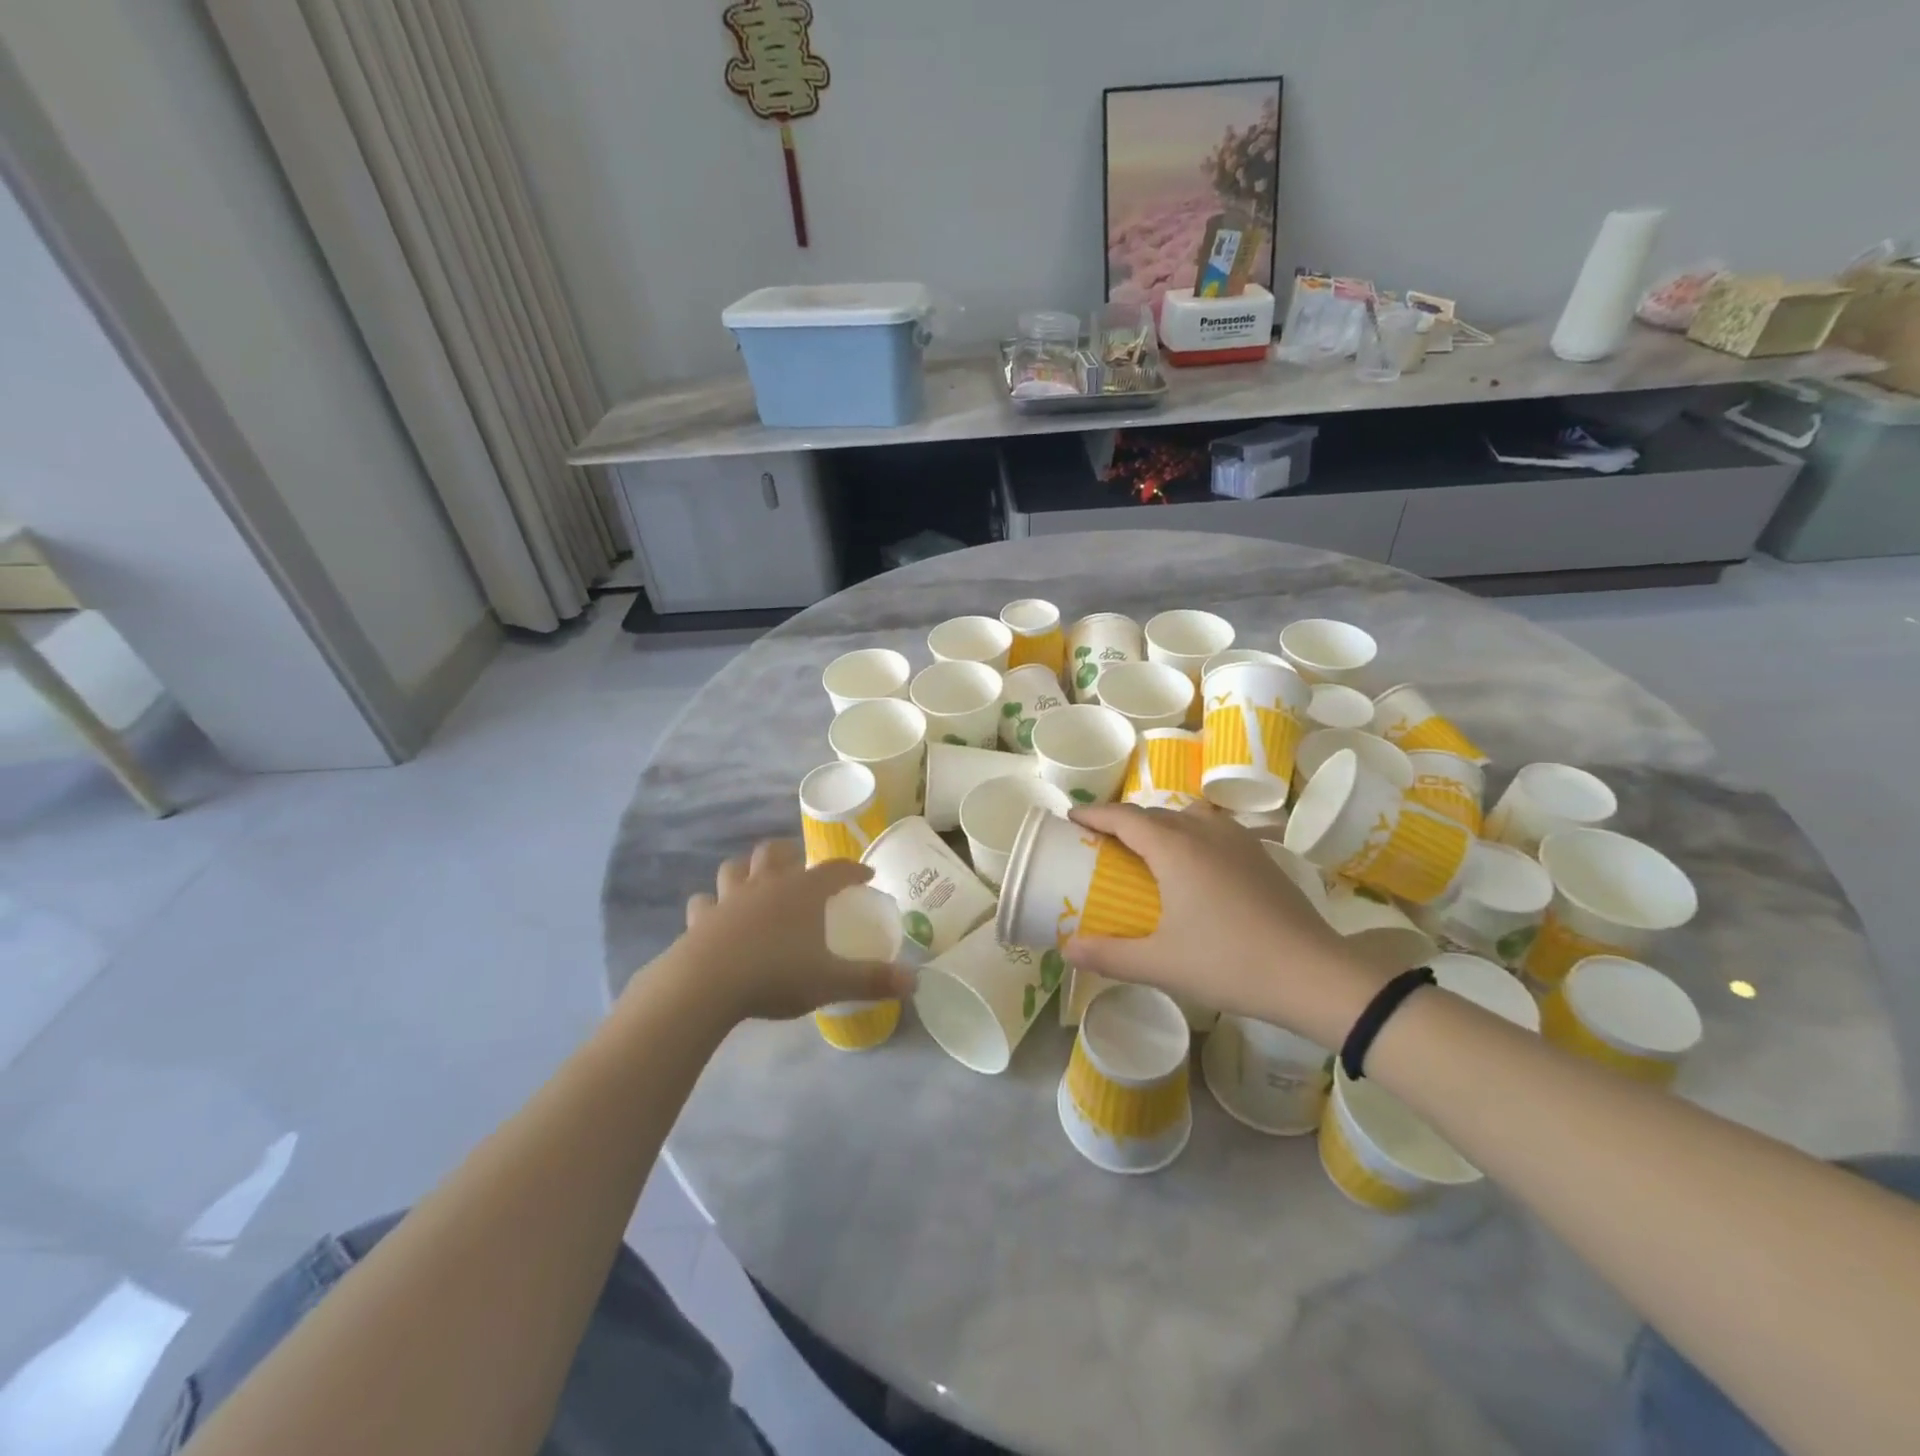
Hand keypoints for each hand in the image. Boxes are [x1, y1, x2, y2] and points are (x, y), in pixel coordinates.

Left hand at [671, 839, 914, 1023]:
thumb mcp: (831, 982)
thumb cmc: (776, 975)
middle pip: (776, 852)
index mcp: (803, 892)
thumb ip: (872, 980)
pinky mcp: (700, 919)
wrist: (706, 986)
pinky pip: (704, 903)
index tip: (866, 875)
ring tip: (754, 882)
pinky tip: (714, 916)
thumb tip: (915, 981)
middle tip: (800, 866)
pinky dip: (711, 905)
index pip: (836, 870)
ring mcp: (729, 898)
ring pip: (735, 868)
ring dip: (746, 871)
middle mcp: (766, 884)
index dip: (854, 870)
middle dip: (790, 853)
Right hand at [1063, 802, 1385, 1047]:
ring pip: (1187, 816)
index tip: (1071, 817)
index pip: (1124, 818)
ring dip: (1159, 825)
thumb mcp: (1161, 964)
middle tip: (1100, 842)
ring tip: (1146, 850)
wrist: (1313, 975)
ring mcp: (1238, 840)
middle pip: (1153, 813)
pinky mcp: (1260, 855)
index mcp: (1175, 848)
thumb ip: (1110, 956)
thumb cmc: (1229, 963)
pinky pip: (1213, 829)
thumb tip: (1067, 951)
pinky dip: (1190, 834)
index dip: (1094, 814)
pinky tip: (1194, 865)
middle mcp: (1204, 832)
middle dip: (1122, 821)